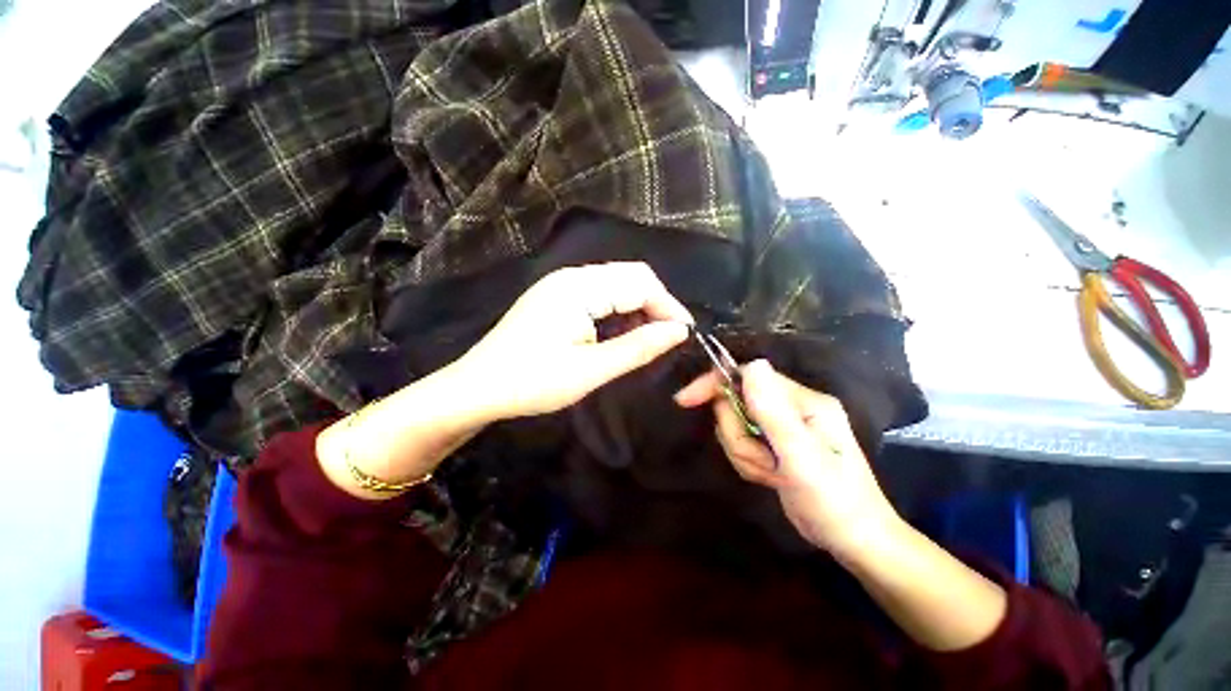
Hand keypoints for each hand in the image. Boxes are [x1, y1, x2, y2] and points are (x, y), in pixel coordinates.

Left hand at [458, 262, 693, 420]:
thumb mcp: (591, 370)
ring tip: (650, 339)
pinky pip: (600, 294)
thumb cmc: (532, 382)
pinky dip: (619, 311)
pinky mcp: (557, 297)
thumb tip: (679, 332)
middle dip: (656, 304)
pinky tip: (622, 333)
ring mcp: (562, 285)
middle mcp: (572, 276)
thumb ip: (638, 348)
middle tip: (669, 338)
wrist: (477, 388)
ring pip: (616, 284)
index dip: (669, 306)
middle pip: (630, 277)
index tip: (686, 335)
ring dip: (638, 308)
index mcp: (579, 287)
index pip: (641, 283)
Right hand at [675, 360, 901, 557]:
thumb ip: (774, 412)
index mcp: (803, 401)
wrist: (854, 542)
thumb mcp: (801, 458)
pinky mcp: (776, 444)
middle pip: (737, 403)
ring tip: (772, 473)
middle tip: (763, 462)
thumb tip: (753, 364)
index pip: (748, 376)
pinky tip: (771, 478)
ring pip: (736, 426)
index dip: (715, 385)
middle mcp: (792, 407)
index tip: (686, 401)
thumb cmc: (834, 500)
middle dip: (738, 435)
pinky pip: (743, 443)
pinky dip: (749, 462)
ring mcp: (783, 427)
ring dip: (745, 453)